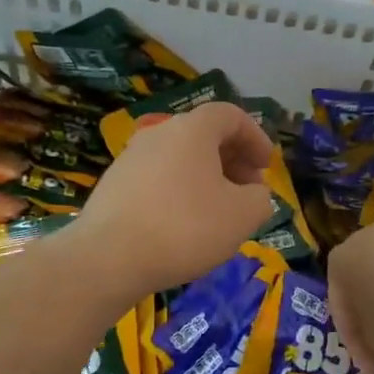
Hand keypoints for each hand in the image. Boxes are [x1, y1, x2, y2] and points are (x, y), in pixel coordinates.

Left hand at [73, 101, 275, 294]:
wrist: (107, 258)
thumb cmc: (184, 228)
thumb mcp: (242, 216)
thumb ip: (260, 199)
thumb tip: (253, 194)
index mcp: (193, 129)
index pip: (231, 115)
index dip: (255, 138)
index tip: (266, 167)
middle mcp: (160, 132)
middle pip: (204, 135)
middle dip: (233, 160)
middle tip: (248, 191)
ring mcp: (132, 157)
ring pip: (180, 158)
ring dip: (206, 177)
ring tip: (218, 212)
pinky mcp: (114, 184)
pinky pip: (158, 178)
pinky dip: (179, 191)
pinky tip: (183, 226)